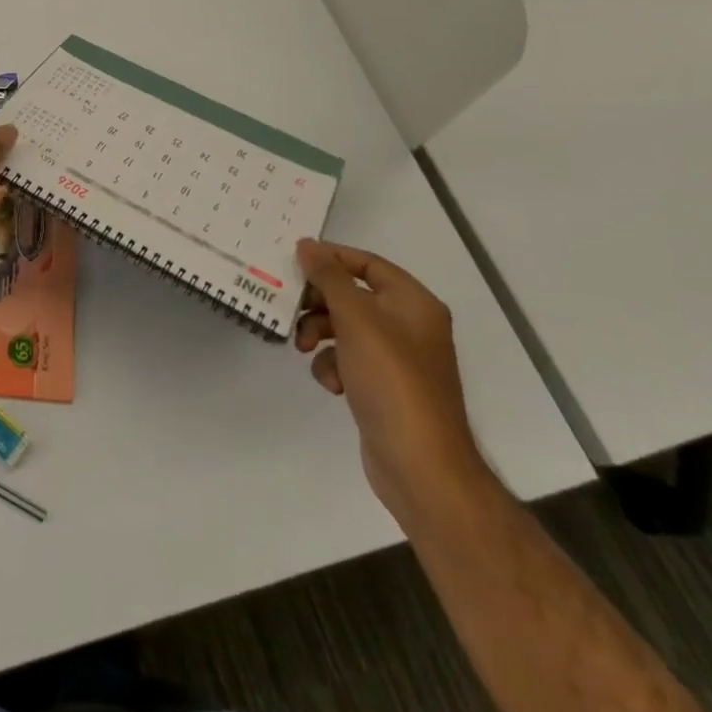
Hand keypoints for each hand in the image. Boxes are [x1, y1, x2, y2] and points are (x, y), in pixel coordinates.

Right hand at [295, 238, 489, 524]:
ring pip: (345, 328)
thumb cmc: (392, 382)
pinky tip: (330, 383)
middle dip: (319, 302)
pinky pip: (348, 359)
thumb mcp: (357, 320)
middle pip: (352, 295)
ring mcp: (397, 359)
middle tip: (290, 308)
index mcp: (414, 304)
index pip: (367, 263)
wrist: (421, 466)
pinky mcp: (383, 387)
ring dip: (319, 334)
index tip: (294, 262)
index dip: (331, 258)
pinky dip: (332, 365)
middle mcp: (409, 326)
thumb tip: (308, 245)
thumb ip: (329, 278)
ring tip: (303, 349)